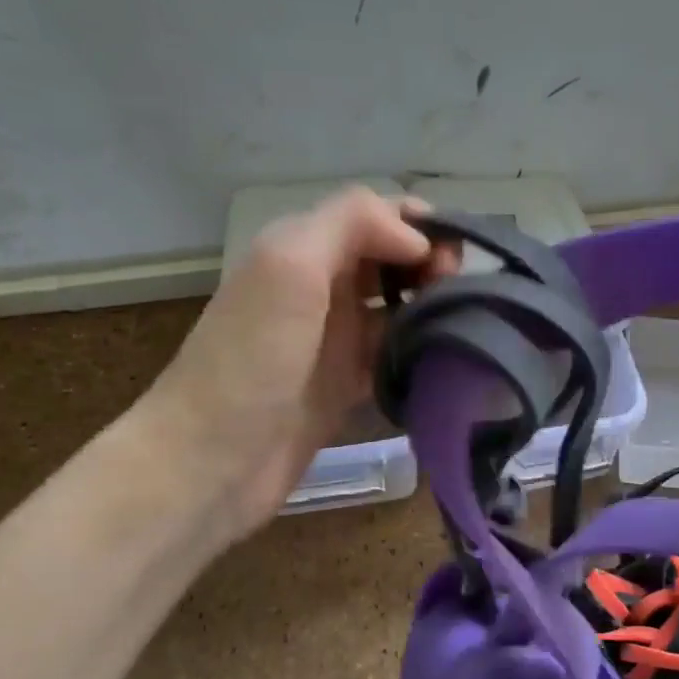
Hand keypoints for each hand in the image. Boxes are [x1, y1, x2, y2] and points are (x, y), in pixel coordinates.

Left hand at [142, 189, 443, 542]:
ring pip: (394, 306)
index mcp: (301, 249)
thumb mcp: (290, 267)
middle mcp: (318, 288)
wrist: (212, 461)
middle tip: (461, 290)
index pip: (371, 217)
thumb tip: (416, 241)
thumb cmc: (250, 359)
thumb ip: (351, 226)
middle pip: (387, 258)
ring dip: (430, 305)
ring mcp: (332, 340)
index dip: (415, 225)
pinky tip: (445, 357)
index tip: (450, 253)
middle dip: (430, 263)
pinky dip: (418, 350)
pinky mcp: (344, 386)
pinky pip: (391, 354)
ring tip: (465, 321)